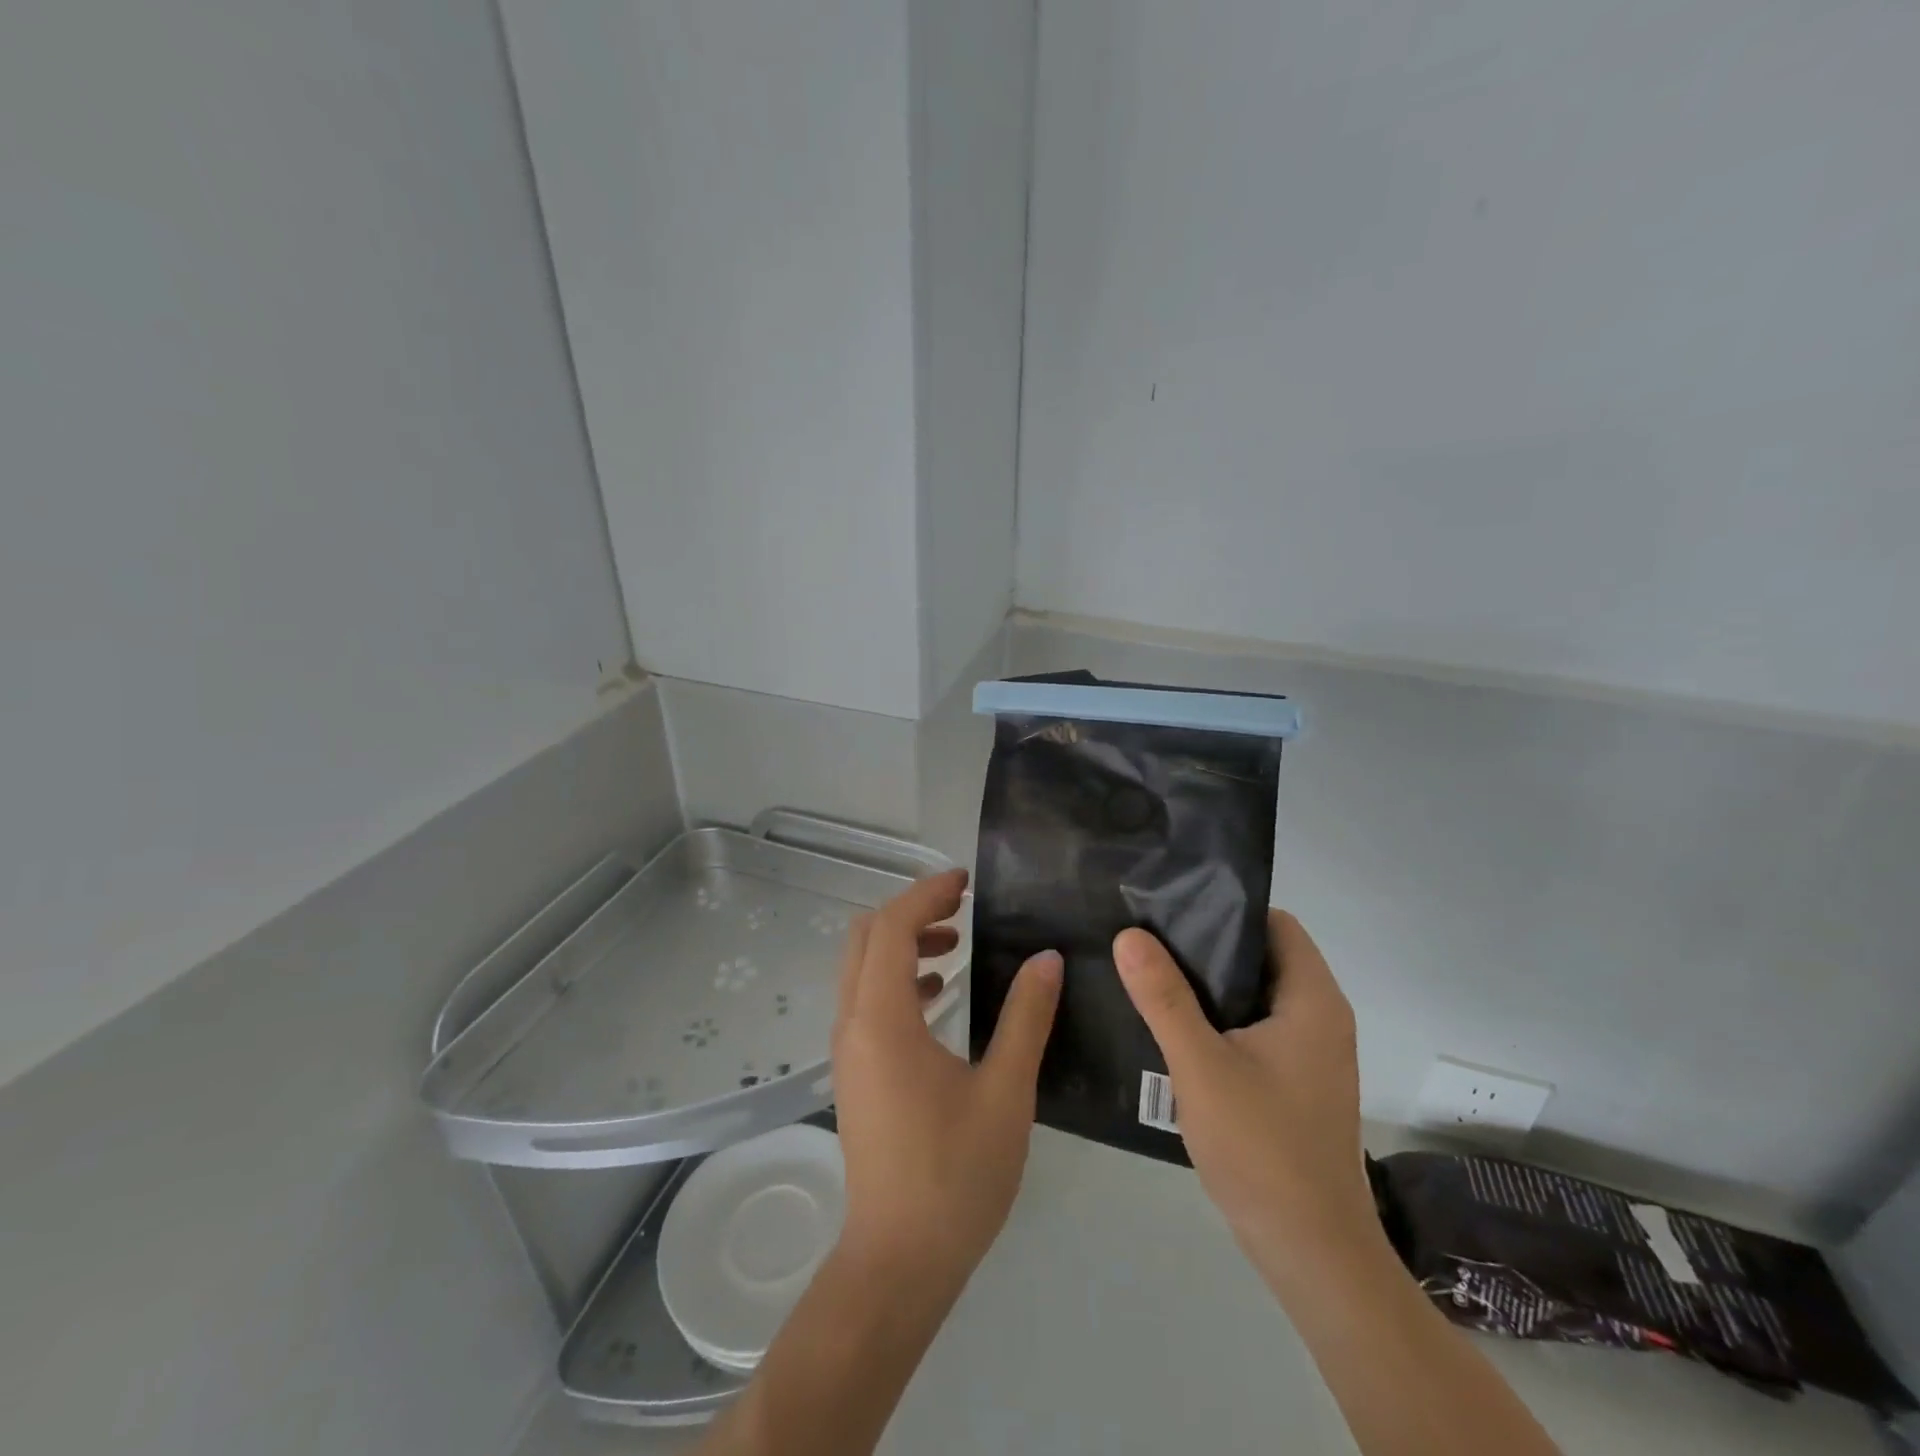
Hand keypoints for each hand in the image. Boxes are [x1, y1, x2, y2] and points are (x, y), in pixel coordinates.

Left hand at [831, 868, 1062, 1292]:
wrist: (899, 1261)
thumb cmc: (955, 1174)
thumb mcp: (1005, 1091)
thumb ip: (1026, 1017)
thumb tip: (1047, 958)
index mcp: (883, 1019)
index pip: (893, 927)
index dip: (927, 894)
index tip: (967, 882)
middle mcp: (853, 1024)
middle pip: (867, 937)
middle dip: (912, 911)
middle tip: (962, 906)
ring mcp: (849, 1050)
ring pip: (863, 968)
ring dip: (904, 943)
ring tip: (957, 943)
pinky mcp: (855, 1072)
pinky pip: (868, 1000)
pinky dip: (899, 978)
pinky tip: (942, 993)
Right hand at [1113, 911, 1374, 1292]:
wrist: (1311, 1253)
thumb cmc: (1262, 1148)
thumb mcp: (1200, 1066)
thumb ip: (1163, 997)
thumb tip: (1129, 935)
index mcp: (1312, 1000)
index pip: (1274, 923)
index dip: (1226, 909)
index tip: (1172, 909)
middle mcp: (1321, 1018)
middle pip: (1263, 956)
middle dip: (1208, 946)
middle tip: (1148, 938)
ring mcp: (1312, 1053)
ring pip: (1256, 995)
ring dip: (1210, 985)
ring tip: (1151, 973)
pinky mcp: (1298, 1082)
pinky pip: (1257, 1028)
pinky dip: (1221, 1019)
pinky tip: (1175, 1028)